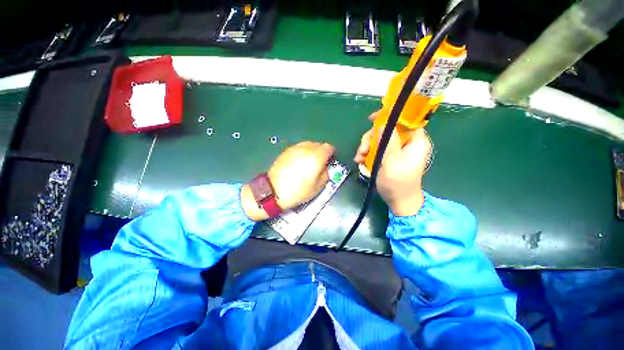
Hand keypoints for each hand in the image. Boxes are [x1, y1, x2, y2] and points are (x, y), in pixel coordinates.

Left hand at [241, 141, 334, 220]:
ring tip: (308, 163)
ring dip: (311, 151)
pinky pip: (299, 148)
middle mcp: (307, 148)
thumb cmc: (299, 190)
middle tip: (319, 163)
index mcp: (317, 157)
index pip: (329, 147)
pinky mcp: (286, 151)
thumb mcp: (318, 187)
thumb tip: (326, 167)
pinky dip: (302, 152)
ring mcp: (295, 148)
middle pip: (318, 144)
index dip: (331, 154)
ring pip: (308, 144)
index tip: (329, 161)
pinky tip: (298, 163)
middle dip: (321, 152)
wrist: (274, 190)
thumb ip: (326, 174)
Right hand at [354, 112, 431, 215]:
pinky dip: (367, 153)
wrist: (398, 201)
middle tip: (362, 149)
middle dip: (371, 137)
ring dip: (366, 146)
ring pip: (379, 139)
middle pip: (387, 129)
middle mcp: (406, 142)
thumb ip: (388, 141)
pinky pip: (376, 148)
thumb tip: (382, 123)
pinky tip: (360, 161)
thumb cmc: (398, 183)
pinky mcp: (388, 156)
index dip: (389, 116)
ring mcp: (396, 150)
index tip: (372, 119)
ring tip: (359, 158)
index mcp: (415, 141)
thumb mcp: (392, 161)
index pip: (405, 119)